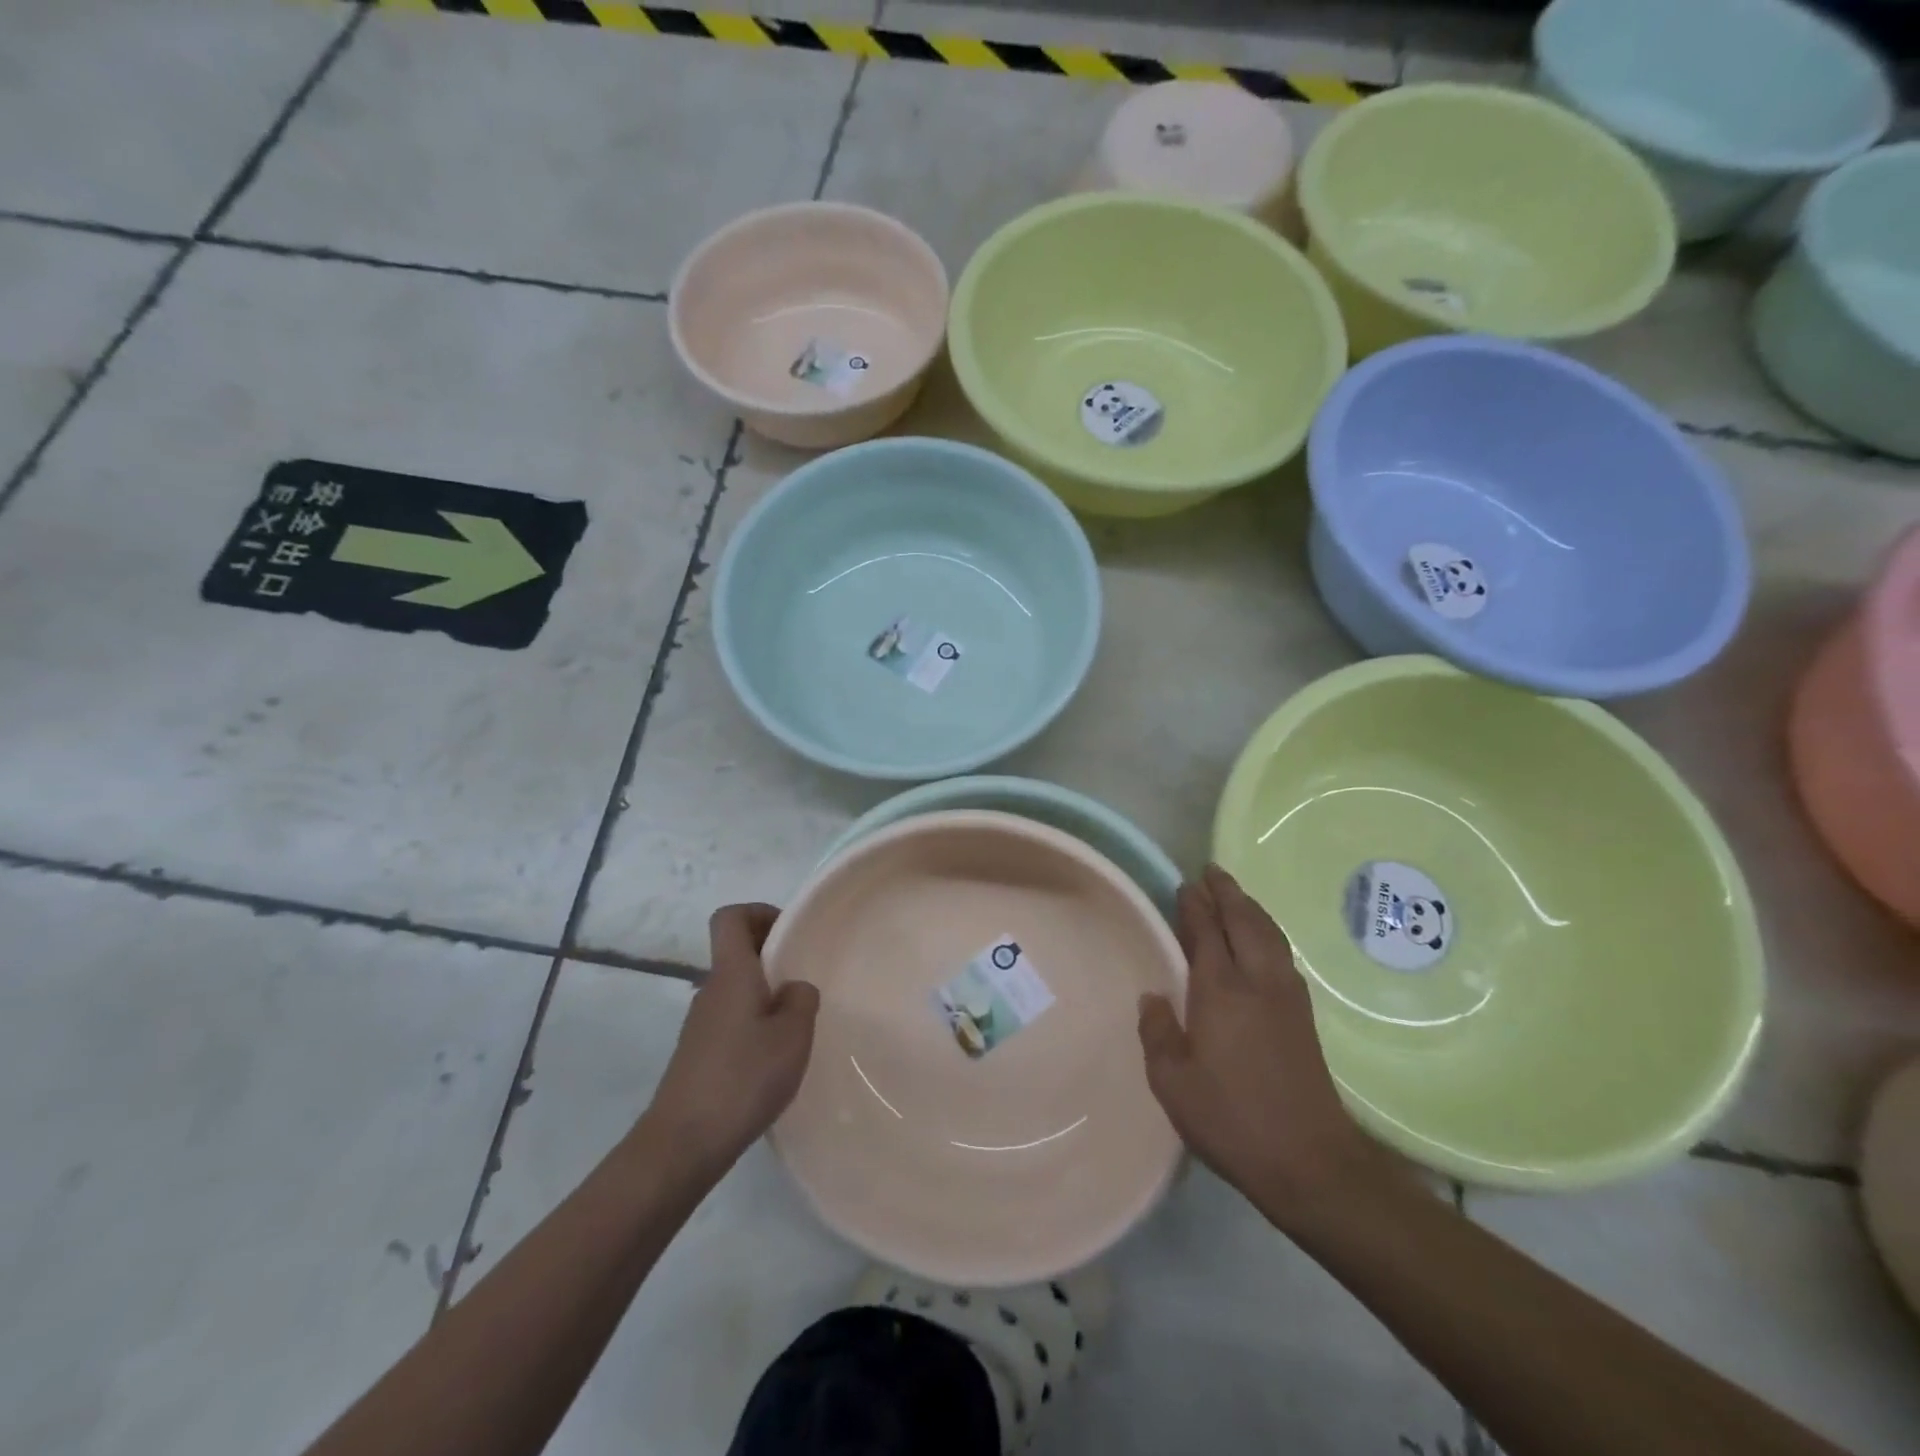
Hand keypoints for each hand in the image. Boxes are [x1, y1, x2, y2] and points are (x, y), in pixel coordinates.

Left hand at [643, 904, 819, 1174]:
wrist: (682, 1143)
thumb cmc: (743, 1078)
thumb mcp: (792, 1035)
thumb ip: (801, 1000)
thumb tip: (793, 988)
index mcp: (731, 973)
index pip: (730, 918)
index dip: (759, 912)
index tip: (789, 932)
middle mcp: (710, 990)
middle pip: (736, 952)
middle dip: (771, 955)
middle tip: (805, 979)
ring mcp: (699, 1024)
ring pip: (735, 988)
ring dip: (764, 993)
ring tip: (795, 1024)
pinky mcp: (697, 1054)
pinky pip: (730, 1019)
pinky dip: (753, 1023)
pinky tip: (773, 1057)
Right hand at [1139, 865, 1391, 1224]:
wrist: (1311, 1161)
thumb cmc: (1232, 1119)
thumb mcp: (1173, 1083)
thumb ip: (1159, 1033)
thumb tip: (1153, 997)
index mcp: (1221, 991)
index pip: (1205, 932)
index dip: (1194, 905)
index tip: (1184, 884)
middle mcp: (1257, 981)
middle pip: (1243, 921)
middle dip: (1226, 892)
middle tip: (1210, 871)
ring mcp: (1286, 996)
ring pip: (1269, 934)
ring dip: (1250, 908)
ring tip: (1235, 894)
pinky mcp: (1304, 1016)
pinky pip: (1282, 953)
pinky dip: (1268, 931)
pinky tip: (1263, 940)